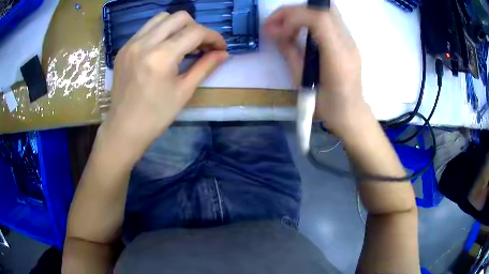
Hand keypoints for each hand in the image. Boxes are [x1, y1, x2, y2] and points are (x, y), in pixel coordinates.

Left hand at [101, 12, 228, 158]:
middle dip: (196, 28)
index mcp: (161, 57)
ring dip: (177, 26)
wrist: (124, 128)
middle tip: (200, 45)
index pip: (195, 32)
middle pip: (179, 17)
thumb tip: (224, 53)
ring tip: (182, 43)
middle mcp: (145, 43)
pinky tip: (164, 48)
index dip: (213, 37)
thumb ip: (205, 67)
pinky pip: (146, 29)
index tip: (220, 47)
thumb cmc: (156, 116)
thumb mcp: (184, 91)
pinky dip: (161, 32)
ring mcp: (131, 44)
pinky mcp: (124, 48)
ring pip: (161, 18)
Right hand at [265, 6, 369, 136]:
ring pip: (326, 10)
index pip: (319, 19)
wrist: (350, 113)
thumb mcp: (302, 81)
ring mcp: (350, 40)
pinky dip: (309, 19)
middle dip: (295, 11)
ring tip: (285, 26)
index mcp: (338, 57)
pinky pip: (328, 19)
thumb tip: (273, 31)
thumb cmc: (327, 106)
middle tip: (276, 23)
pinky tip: (300, 31)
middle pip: (323, 9)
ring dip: (302, 13)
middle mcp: (348, 44)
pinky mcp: (348, 41)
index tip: (278, 31)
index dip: (294, 18)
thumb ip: (288, 51)